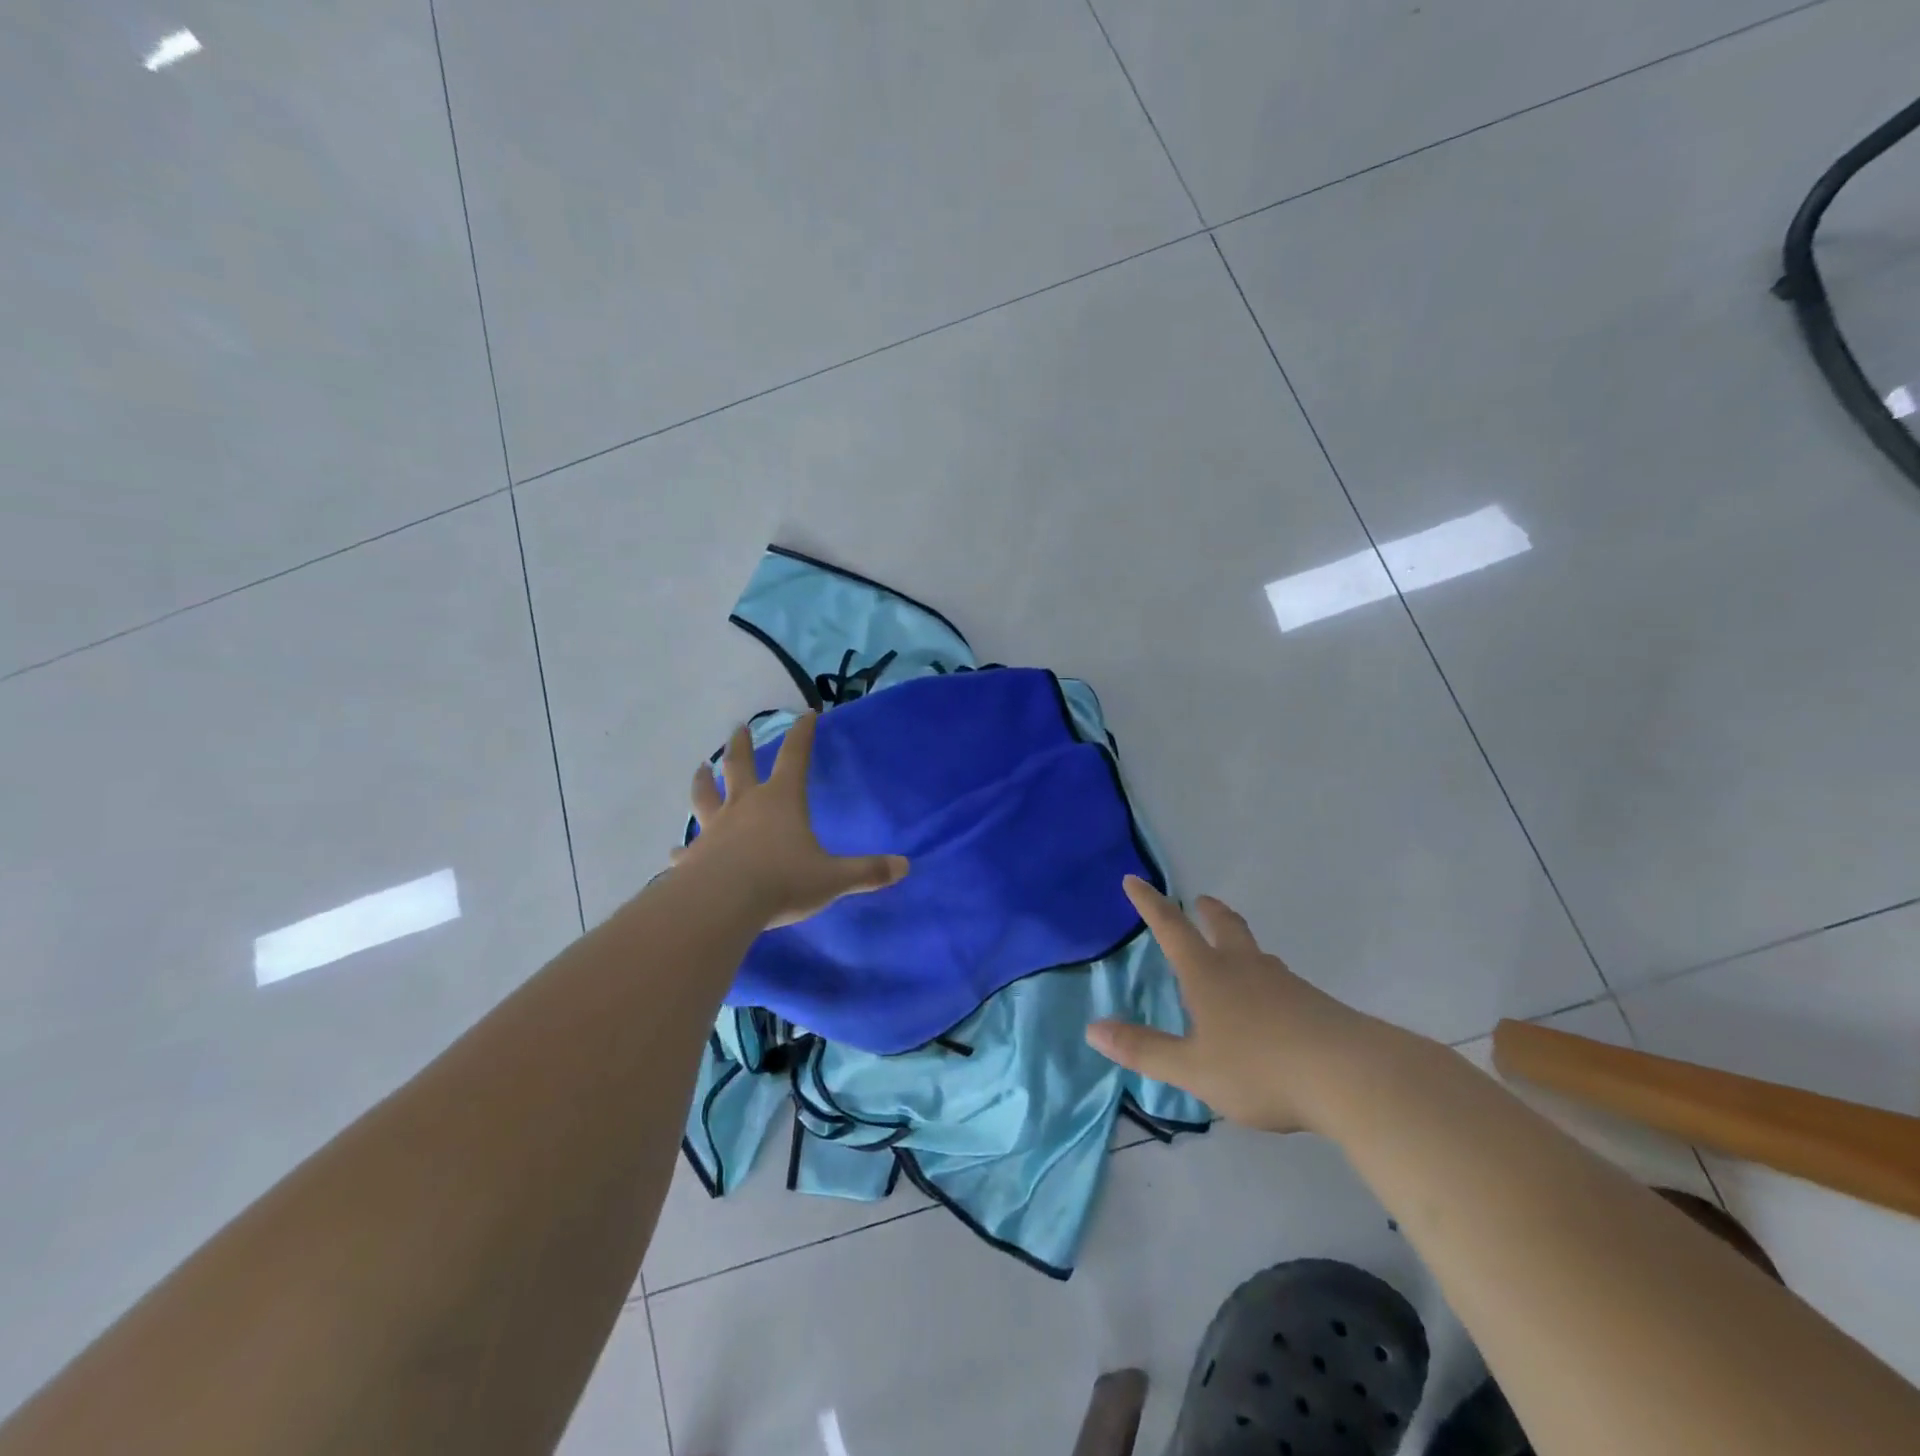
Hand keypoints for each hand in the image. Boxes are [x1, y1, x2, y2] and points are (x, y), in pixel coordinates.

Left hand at [673, 714, 908, 927]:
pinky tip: (674, 851)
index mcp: (781, 800)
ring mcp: (714, 828)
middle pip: (739, 765)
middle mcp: (745, 805)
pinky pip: (687, 848)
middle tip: (737, 727)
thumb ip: (867, 872)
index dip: (803, 734)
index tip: (806, 714)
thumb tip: (904, 867)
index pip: (795, 756)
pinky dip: (682, 848)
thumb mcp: (832, 878)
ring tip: (700, 767)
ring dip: (703, 780)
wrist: (722, 904)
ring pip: (706, 795)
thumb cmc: (782, 881)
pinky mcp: (693, 856)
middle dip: (741, 744)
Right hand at [1086, 877, 1373, 1132]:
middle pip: (1224, 926)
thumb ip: (1144, 1050)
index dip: (1149, 904)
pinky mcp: (1314, 1004)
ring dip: (1239, 944)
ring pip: (1256, 952)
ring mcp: (1284, 983)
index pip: (1171, 928)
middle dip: (1207, 912)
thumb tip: (1093, 1029)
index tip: (1134, 879)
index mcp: (1208, 975)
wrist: (1351, 1076)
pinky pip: (1280, 981)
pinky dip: (1265, 980)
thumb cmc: (1260, 1068)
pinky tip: (1271, 1006)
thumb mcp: (1193, 1069)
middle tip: (1201, 901)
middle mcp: (1244, 968)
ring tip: (1234, 954)